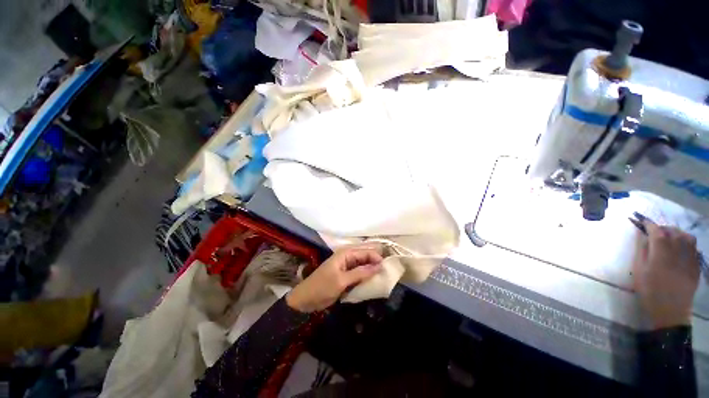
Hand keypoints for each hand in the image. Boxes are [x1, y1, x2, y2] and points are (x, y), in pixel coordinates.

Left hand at [286, 244, 383, 312]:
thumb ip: (360, 273)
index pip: (366, 251)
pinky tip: (374, 280)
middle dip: (376, 261)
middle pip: (366, 255)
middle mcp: (348, 255)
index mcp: (346, 253)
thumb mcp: (342, 281)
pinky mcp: (347, 273)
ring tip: (384, 275)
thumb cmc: (322, 287)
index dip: (377, 258)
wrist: (306, 299)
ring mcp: (348, 264)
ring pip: (364, 263)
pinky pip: (360, 271)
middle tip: (389, 270)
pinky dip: (367, 275)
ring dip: (372, 268)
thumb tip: (379, 266)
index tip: (388, 268)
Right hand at [632, 220, 699, 328]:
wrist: (670, 311)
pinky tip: (681, 249)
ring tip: (669, 238)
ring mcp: (690, 256)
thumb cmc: (649, 290)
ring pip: (686, 236)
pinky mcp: (696, 264)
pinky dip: (686, 243)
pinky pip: (693, 247)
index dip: (648, 224)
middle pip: (672, 230)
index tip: (642, 222)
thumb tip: (643, 235)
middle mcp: (678, 248)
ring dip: (676, 233)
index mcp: (661, 249)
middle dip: (663, 228)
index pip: (655, 229)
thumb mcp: (639, 270)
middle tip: (654, 232)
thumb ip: (642, 250)